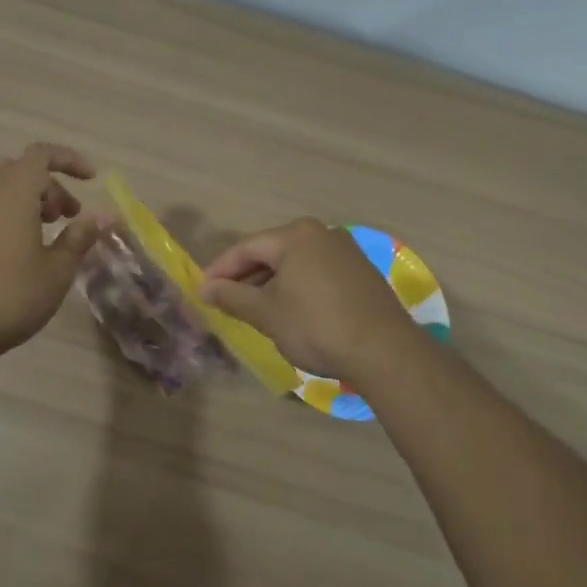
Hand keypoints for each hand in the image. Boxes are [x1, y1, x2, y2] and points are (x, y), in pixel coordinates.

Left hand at [0, 143, 101, 358]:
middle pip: (24, 171)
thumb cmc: (13, 295)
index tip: (92, 180)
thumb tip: (106, 215)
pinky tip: (33, 252)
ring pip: (10, 191)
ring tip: (57, 234)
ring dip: (38, 202)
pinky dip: (21, 217)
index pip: (41, 154)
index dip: (69, 160)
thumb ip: (81, 237)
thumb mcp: (58, 268)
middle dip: (54, 185)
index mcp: (16, 195)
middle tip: (72, 215)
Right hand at [200, 218, 422, 386]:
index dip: (220, 270)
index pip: (246, 248)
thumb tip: (206, 289)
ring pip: (295, 265)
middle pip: (272, 253)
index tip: (202, 292)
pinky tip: (289, 312)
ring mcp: (346, 253)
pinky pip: (316, 274)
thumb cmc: (316, 326)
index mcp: (296, 235)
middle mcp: (322, 234)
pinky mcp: (361, 274)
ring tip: (254, 311)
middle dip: (246, 278)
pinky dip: (296, 289)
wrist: (384, 352)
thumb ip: (232, 297)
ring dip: (271, 286)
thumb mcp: (267, 313)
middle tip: (225, 303)